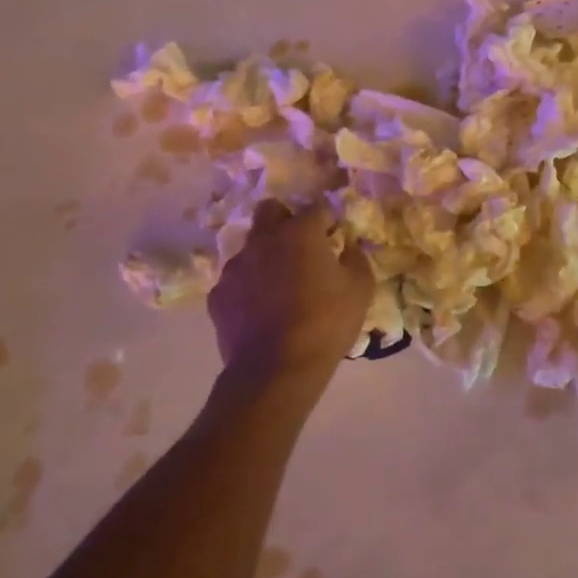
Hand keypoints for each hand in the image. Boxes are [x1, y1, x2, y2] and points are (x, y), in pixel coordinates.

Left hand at [208, 202, 372, 375]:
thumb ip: (356, 258)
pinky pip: (235, 280)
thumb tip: (348, 246)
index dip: (328, 220)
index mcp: (300, 232)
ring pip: (250, 246)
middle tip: (301, 248)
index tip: (334, 238)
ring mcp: (235, 267)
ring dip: (265, 256)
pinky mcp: (217, 295)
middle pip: (270, 210)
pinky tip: (260, 311)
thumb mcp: (360, 289)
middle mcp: (263, 240)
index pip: (316, 207)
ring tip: (279, 286)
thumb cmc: (326, 324)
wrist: (275, 370)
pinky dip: (248, 287)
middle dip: (285, 220)